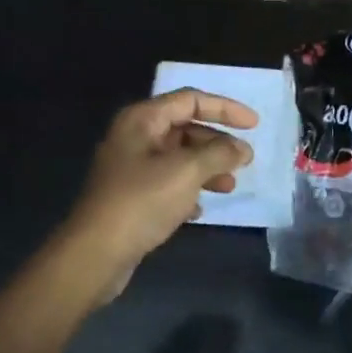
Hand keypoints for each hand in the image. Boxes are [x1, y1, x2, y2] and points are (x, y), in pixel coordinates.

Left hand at [63, 88, 257, 294]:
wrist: (96, 253)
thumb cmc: (142, 202)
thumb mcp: (187, 171)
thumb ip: (219, 154)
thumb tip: (242, 149)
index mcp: (142, 120)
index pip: (190, 100)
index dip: (225, 108)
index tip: (254, 125)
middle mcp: (134, 137)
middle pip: (185, 128)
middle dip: (217, 143)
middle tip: (245, 161)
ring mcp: (130, 168)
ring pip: (178, 158)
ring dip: (207, 168)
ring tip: (229, 187)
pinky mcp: (131, 196)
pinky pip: (168, 183)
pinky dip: (188, 190)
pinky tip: (200, 209)